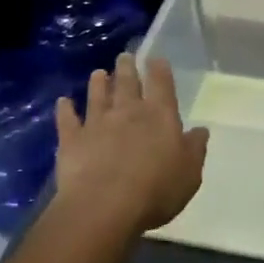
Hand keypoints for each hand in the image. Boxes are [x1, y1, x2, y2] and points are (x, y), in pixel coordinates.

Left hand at [53, 54, 208, 232]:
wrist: (105, 206)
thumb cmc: (156, 190)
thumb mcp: (189, 173)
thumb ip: (195, 149)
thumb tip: (200, 130)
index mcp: (160, 116)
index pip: (161, 84)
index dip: (159, 70)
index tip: (156, 59)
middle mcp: (128, 111)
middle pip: (127, 83)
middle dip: (127, 67)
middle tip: (124, 57)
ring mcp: (97, 123)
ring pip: (97, 95)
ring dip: (98, 83)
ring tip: (99, 72)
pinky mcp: (72, 139)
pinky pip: (67, 119)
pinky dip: (65, 109)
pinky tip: (63, 102)